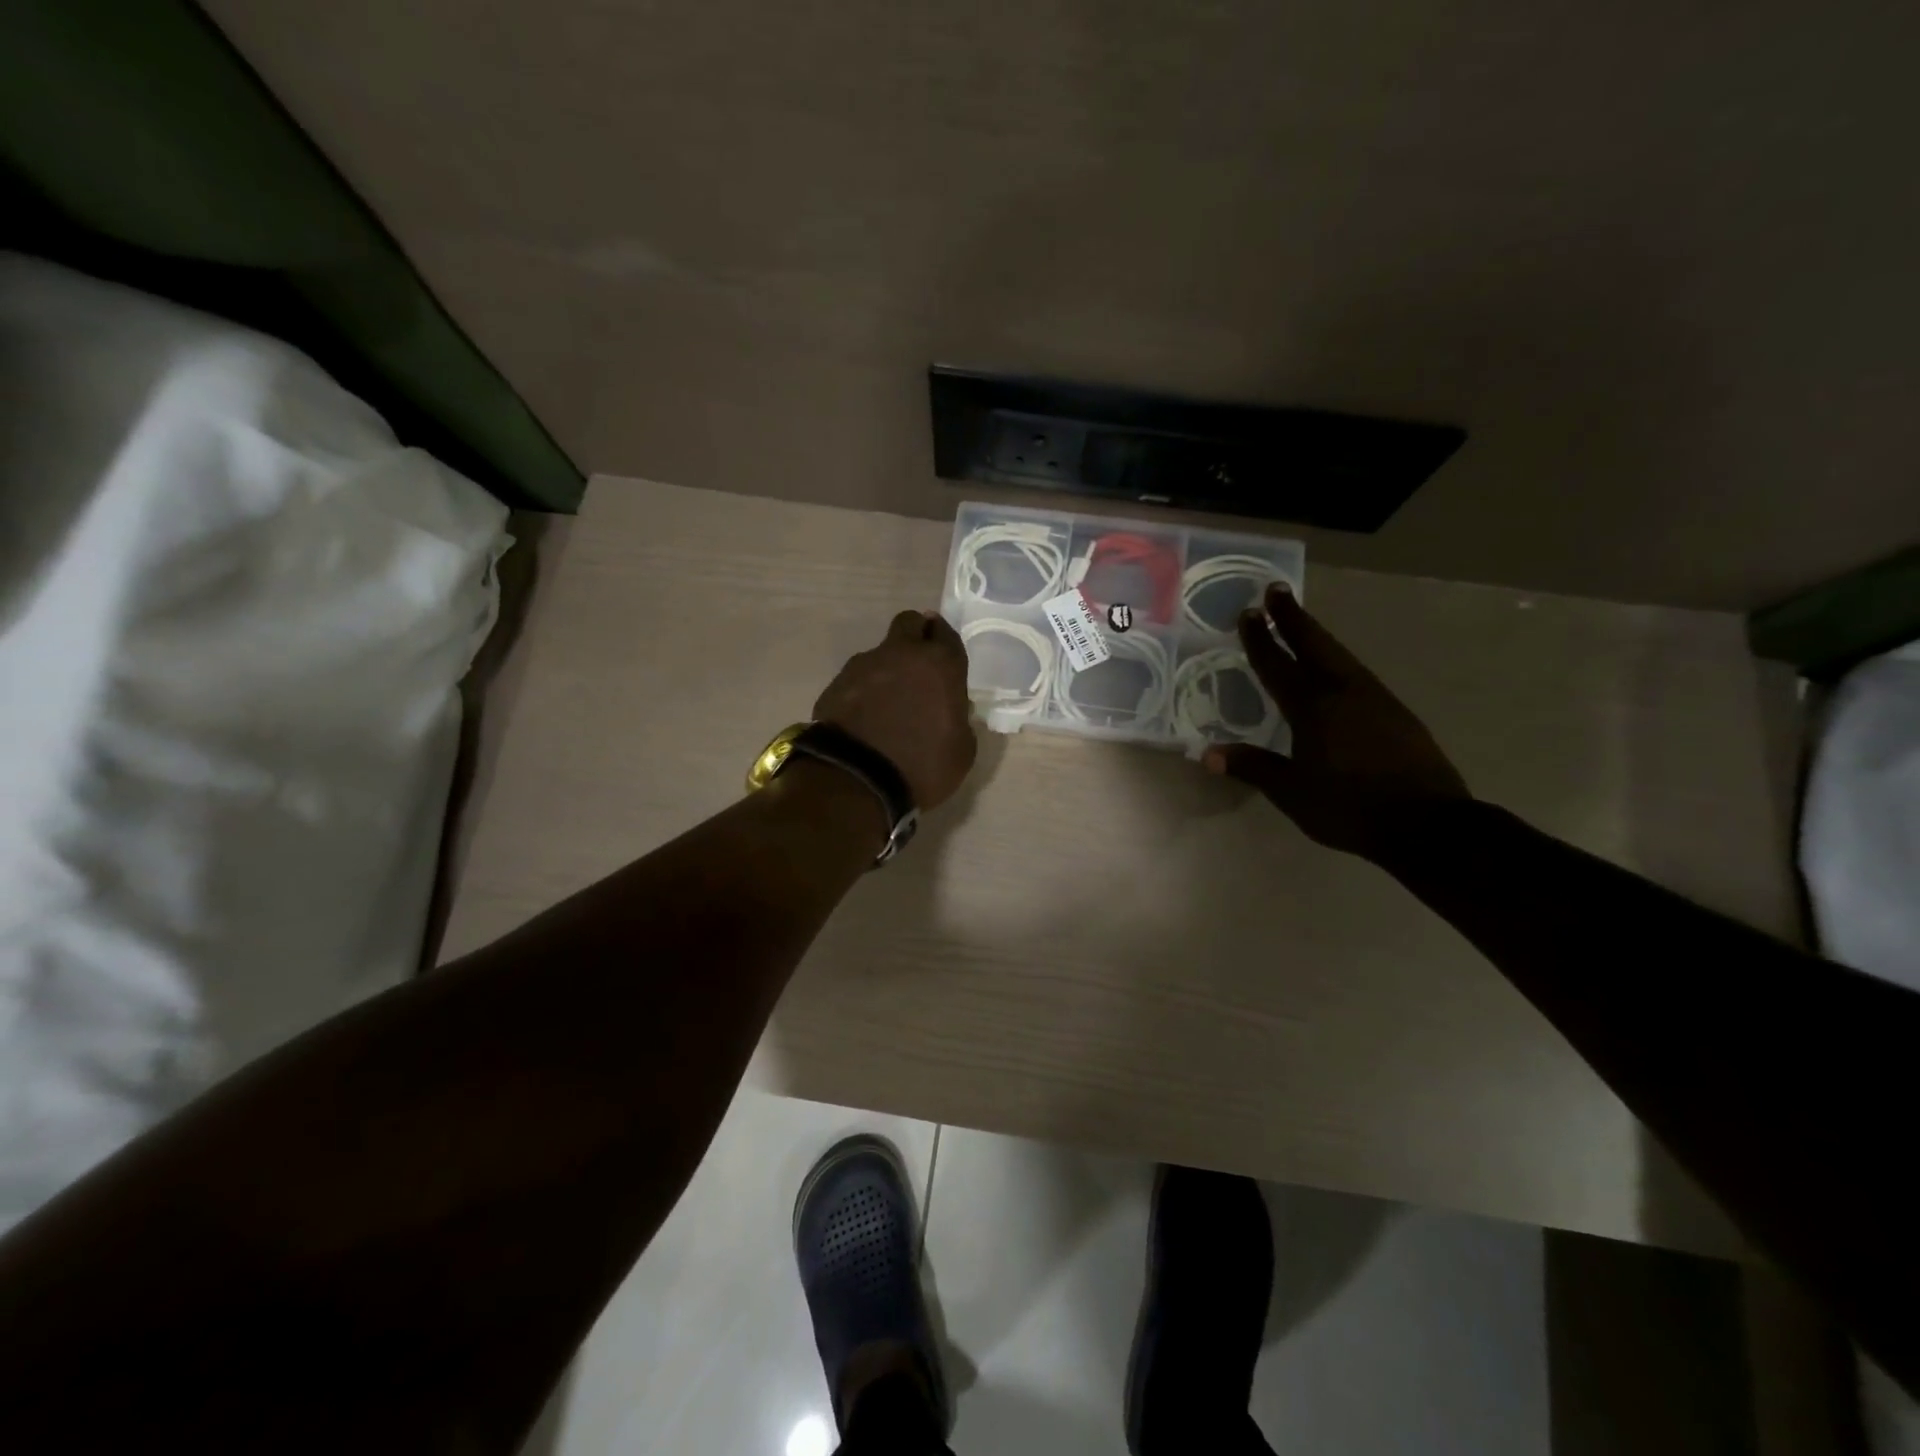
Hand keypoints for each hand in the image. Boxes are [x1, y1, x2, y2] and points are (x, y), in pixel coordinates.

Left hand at [814, 610, 976, 810]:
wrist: (856, 779)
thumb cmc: (922, 766)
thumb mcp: (961, 751)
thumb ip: (959, 721)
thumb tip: (950, 711)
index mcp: (940, 665)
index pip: (946, 633)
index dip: (944, 640)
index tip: (943, 652)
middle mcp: (902, 654)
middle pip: (910, 623)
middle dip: (916, 635)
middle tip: (918, 663)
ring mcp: (865, 665)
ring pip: (881, 652)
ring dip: (888, 668)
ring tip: (887, 703)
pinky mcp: (837, 683)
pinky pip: (857, 678)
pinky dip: (864, 690)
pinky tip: (865, 717)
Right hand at [1203, 584, 1469, 856]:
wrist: (1428, 824)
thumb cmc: (1350, 807)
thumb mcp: (1292, 792)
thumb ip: (1253, 767)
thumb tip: (1209, 754)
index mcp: (1313, 708)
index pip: (1279, 665)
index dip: (1261, 639)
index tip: (1248, 613)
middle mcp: (1345, 692)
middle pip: (1315, 644)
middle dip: (1293, 617)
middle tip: (1277, 590)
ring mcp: (1376, 699)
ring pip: (1340, 656)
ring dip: (1317, 636)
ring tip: (1302, 624)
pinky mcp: (1397, 713)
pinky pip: (1358, 674)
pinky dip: (1339, 660)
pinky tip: (1338, 671)